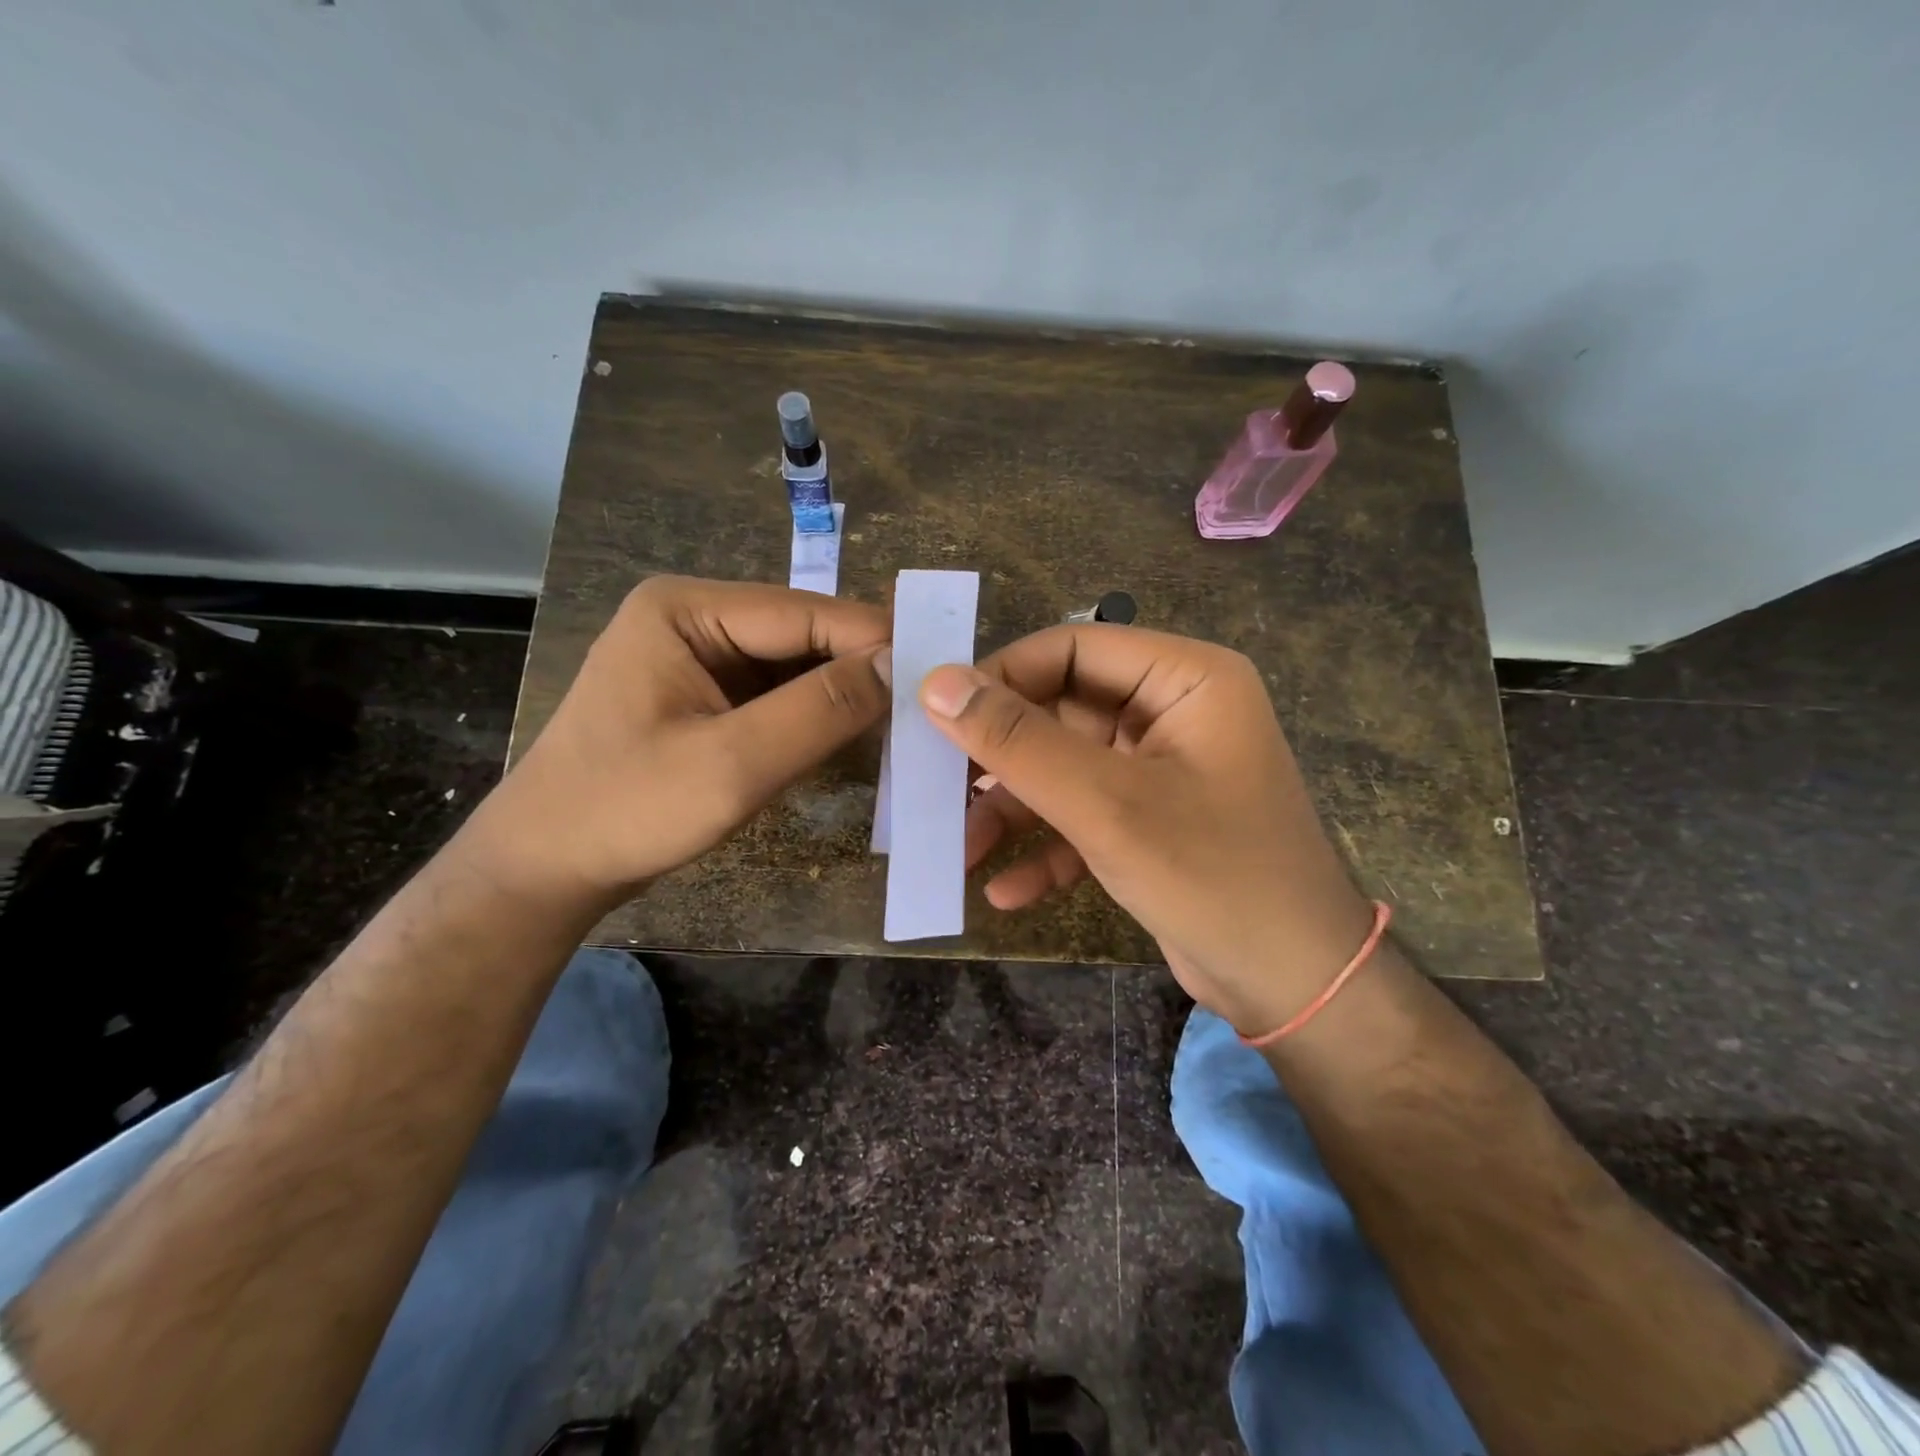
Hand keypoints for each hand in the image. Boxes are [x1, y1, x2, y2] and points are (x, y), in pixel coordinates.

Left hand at [471, 576, 890, 911]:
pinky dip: (814, 716)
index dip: (874, 641)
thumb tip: (899, 666)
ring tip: (903, 725)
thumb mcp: (732, 764)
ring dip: (841, 696)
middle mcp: (694, 618)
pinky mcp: (704, 695)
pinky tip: (853, 738)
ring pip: (795, 666)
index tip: (937, 677)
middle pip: (801, 635)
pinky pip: (776, 694)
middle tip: (926, 708)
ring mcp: (698, 657)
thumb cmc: (627, 810)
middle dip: (860, 670)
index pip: (804, 613)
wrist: (546, 868)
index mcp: (687, 609)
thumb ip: (819, 711)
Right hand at [919, 625, 1373, 1034]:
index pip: (1071, 649)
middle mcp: (1173, 712)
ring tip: (961, 850)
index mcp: (1184, 679)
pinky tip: (1007, 891)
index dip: (1002, 678)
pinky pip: (1085, 816)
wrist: (1296, 990)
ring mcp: (1161, 770)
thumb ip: (1019, 742)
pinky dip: (1047, 848)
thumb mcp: (1106, 805)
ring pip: (1065, 768)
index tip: (939, 718)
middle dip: (1002, 760)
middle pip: (1061, 711)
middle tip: (938, 790)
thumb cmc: (1212, 877)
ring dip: (1014, 811)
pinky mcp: (1150, 822)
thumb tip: (936, 683)